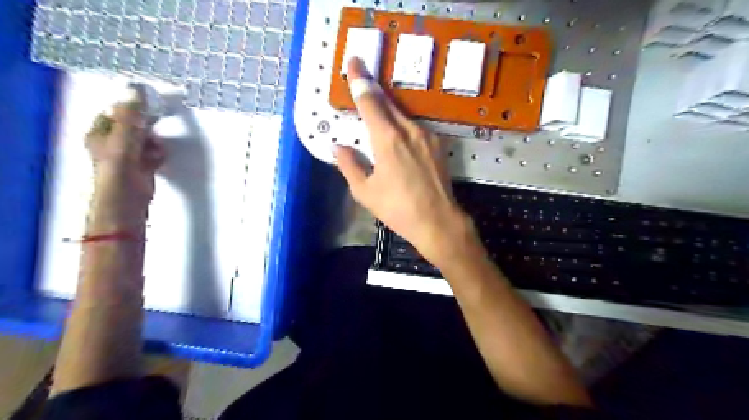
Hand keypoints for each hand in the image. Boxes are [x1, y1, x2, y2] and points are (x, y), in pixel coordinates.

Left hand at [85, 101, 166, 231]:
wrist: (128, 198)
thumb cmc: (120, 168)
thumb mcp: (124, 137)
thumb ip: (131, 115)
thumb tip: (135, 90)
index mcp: (98, 134)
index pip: (114, 113)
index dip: (129, 109)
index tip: (146, 107)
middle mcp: (111, 143)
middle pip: (132, 126)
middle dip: (145, 128)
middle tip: (152, 129)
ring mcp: (128, 156)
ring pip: (145, 140)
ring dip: (154, 142)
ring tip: (155, 148)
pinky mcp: (142, 167)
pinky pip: (153, 153)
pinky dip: (158, 154)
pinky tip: (159, 159)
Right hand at [335, 59, 472, 262]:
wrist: (438, 221)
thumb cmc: (398, 208)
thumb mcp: (365, 191)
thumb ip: (349, 165)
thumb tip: (338, 147)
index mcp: (388, 139)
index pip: (370, 101)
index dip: (360, 80)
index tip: (355, 61)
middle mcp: (409, 130)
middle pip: (388, 102)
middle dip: (373, 91)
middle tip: (361, 83)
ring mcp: (427, 135)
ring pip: (402, 114)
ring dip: (388, 111)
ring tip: (377, 116)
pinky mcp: (437, 144)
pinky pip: (414, 127)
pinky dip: (401, 125)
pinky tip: (397, 137)